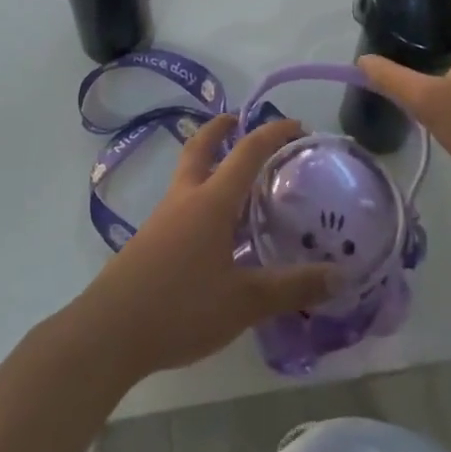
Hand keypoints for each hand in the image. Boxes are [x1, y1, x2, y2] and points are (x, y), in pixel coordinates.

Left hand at [71, 116, 334, 383]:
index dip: (273, 134)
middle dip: (222, 128)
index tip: (298, 126)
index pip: (247, 152)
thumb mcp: (245, 302)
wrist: (110, 330)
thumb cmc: (181, 307)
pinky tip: (217, 230)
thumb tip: (340, 275)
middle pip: (201, 146)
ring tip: (240, 180)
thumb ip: (292, 287)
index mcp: (212, 201)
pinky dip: (202, 196)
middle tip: (242, 121)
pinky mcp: (151, 239)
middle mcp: (186, 198)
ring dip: (211, 162)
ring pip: (189, 174)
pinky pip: (183, 202)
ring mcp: (164, 217)